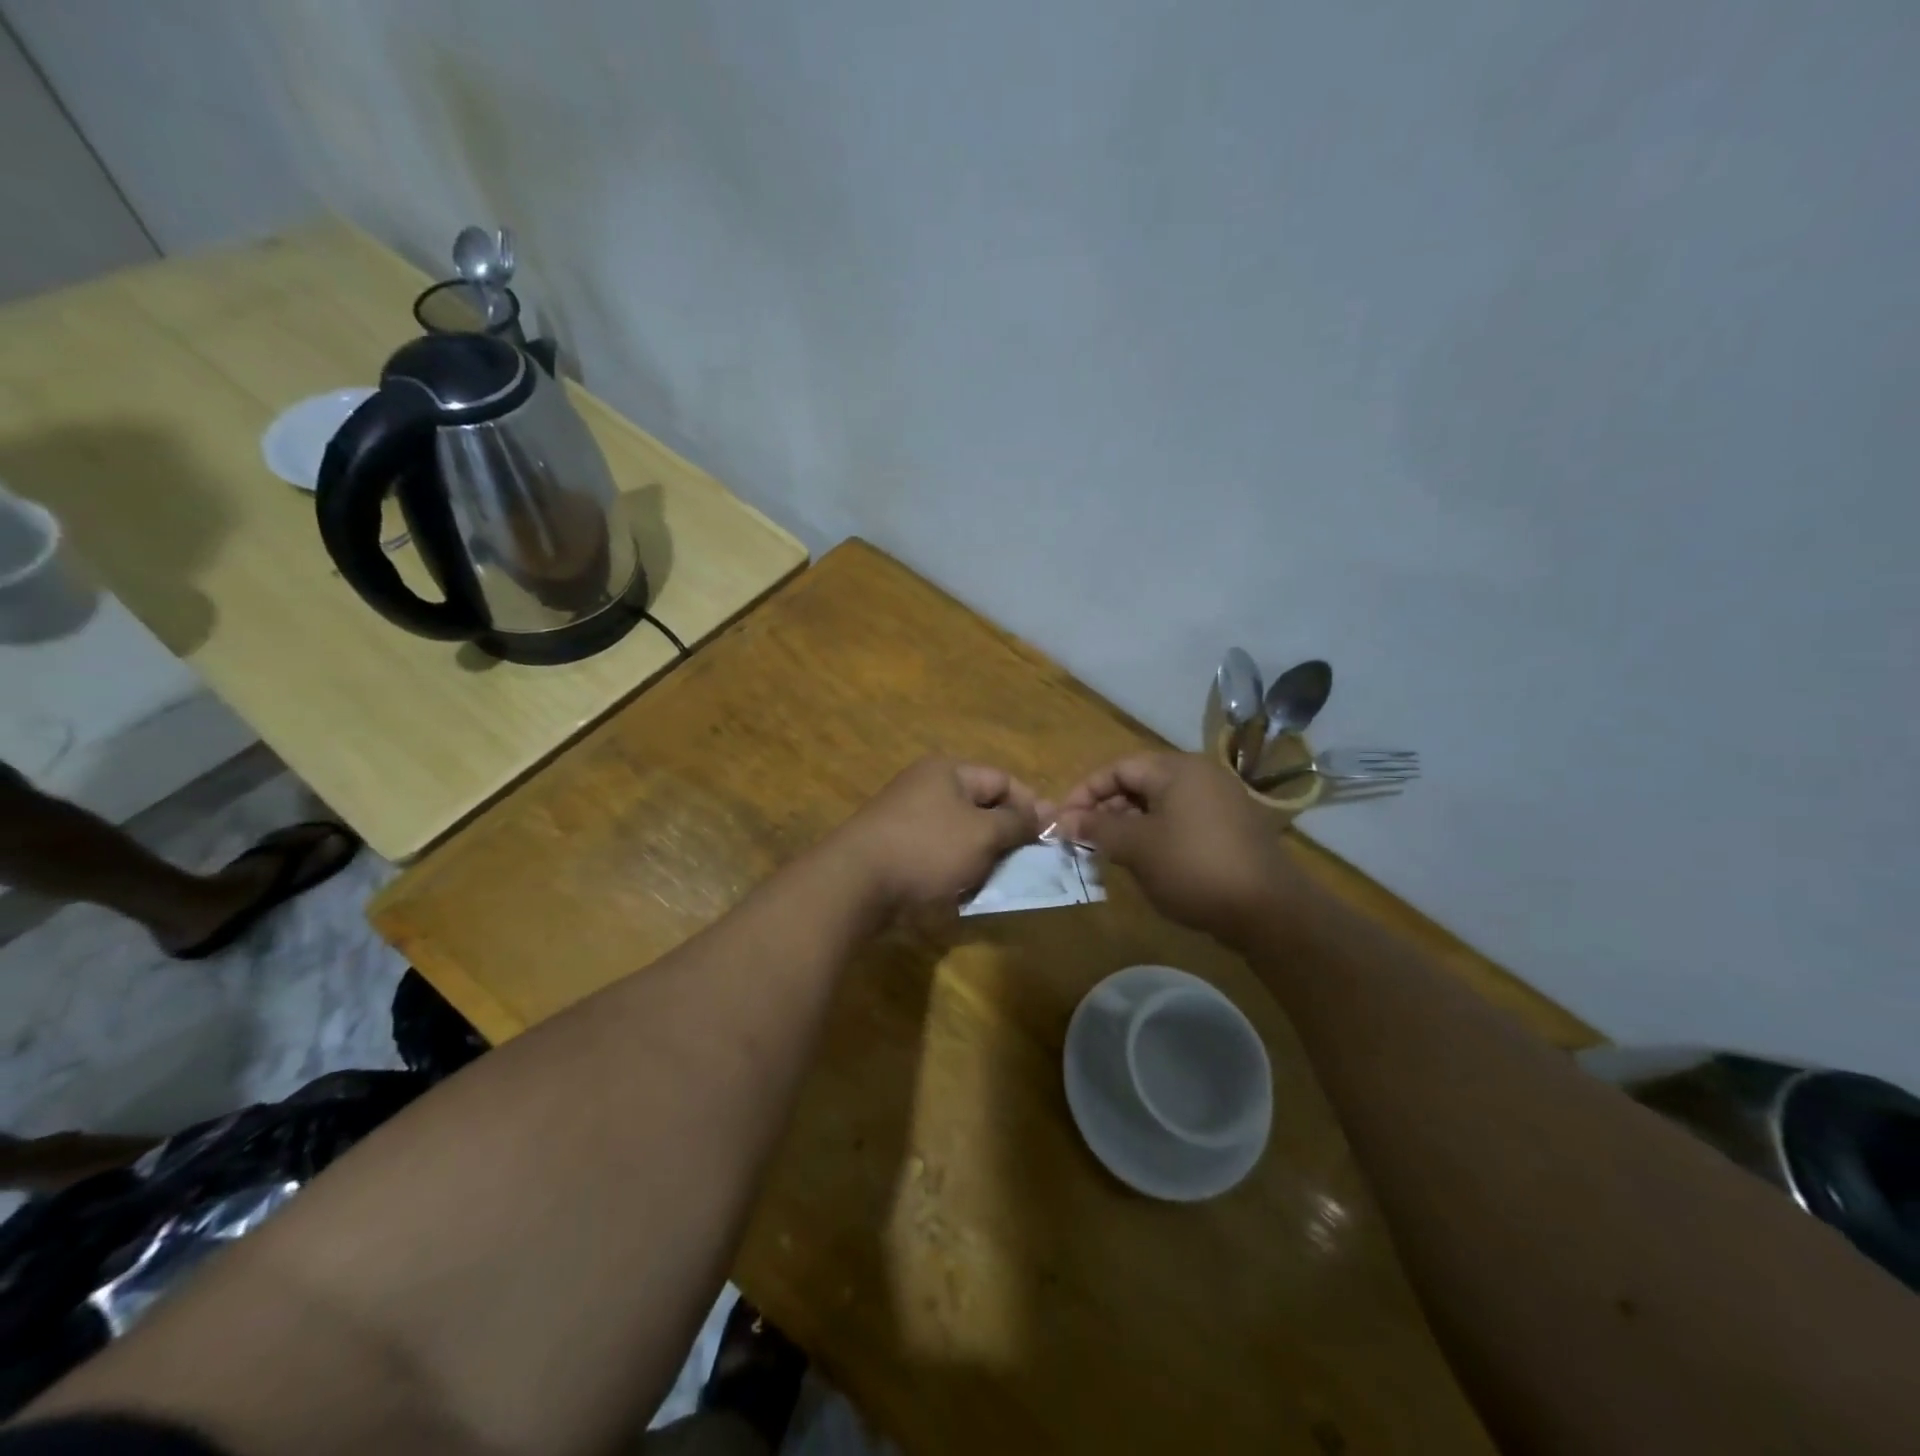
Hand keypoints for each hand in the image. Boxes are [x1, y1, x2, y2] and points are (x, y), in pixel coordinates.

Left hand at [833, 757, 1044, 915]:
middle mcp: (926, 787)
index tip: (1047, 839)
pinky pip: (937, 854)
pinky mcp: (896, 847)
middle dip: (1004, 836)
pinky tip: (961, 892)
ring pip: (960, 835)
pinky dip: (953, 870)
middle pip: (981, 807)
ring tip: (992, 882)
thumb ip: (1017, 822)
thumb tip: (1048, 811)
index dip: (1029, 806)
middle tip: (1023, 865)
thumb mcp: (983, 833)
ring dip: (980, 858)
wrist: (856, 883)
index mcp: (948, 771)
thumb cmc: (927, 848)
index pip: (1003, 780)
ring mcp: (907, 817)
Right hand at [1055, 752, 1298, 943]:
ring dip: (1128, 825)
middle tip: (1082, 840)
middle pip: (1138, 783)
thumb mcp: (1137, 848)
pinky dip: (1155, 834)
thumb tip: (1061, 820)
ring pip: (1158, 804)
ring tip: (1107, 853)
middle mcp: (1199, 775)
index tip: (1062, 821)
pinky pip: (1180, 820)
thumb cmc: (1194, 868)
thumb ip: (1097, 828)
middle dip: (1105, 809)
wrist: (1269, 910)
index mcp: (1176, 769)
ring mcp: (1218, 801)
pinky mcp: (1229, 828)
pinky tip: (1143, 862)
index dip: (1085, 792)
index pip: (1118, 768)